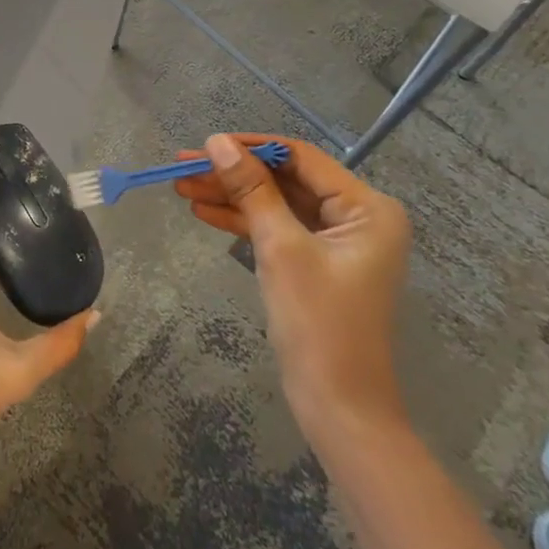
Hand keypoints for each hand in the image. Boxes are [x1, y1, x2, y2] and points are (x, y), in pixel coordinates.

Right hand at [175, 133, 409, 440]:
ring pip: (276, 203)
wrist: (338, 407)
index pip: (300, 158)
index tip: (203, 145)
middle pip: (285, 180)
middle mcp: (357, 217)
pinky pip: (277, 228)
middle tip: (181, 166)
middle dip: (233, 174)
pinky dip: (242, 221)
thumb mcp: (281, 248)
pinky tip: (202, 212)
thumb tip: (216, 142)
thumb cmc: (318, 323)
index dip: (250, 147)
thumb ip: (251, 189)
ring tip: (181, 188)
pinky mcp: (317, 262)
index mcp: (367, 208)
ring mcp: (337, 241)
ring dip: (231, 196)